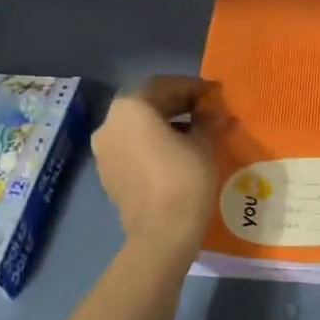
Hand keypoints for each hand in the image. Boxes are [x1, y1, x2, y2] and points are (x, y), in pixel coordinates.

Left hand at [93, 76, 224, 259]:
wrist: (161, 233)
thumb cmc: (184, 179)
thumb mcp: (203, 143)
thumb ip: (207, 119)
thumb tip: (213, 109)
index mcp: (130, 108)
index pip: (163, 85)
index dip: (192, 87)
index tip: (215, 93)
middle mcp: (109, 123)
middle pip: (146, 104)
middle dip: (178, 104)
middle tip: (206, 110)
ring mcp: (104, 151)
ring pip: (137, 127)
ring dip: (165, 124)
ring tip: (196, 131)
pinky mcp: (108, 174)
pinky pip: (132, 148)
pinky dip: (152, 143)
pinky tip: (177, 153)